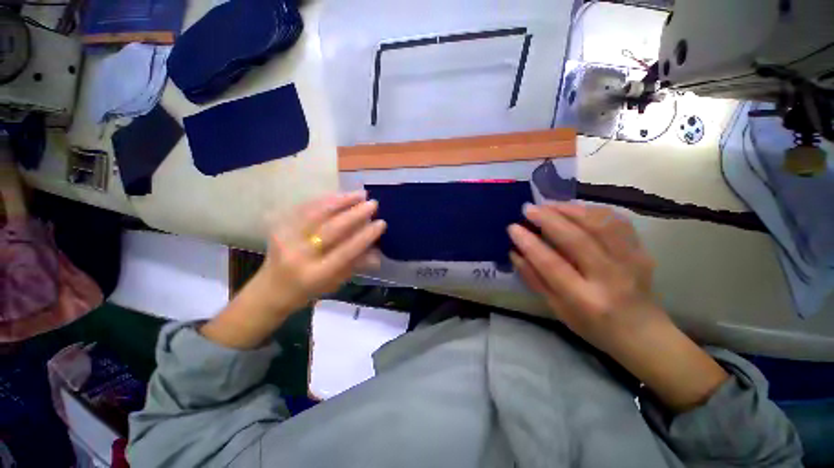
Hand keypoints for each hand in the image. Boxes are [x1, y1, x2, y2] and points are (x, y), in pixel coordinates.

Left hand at [259, 190, 385, 309]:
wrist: (270, 289)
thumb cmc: (308, 291)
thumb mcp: (335, 282)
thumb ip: (356, 265)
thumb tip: (377, 251)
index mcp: (316, 274)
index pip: (346, 251)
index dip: (365, 236)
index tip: (381, 222)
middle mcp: (299, 255)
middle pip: (331, 229)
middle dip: (355, 214)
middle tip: (373, 203)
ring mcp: (286, 238)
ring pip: (317, 214)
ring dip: (341, 201)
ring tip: (359, 194)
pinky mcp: (279, 227)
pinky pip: (305, 208)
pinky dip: (325, 200)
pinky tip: (340, 195)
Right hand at [509, 202, 727, 411]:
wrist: (643, 334)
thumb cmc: (592, 325)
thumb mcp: (556, 308)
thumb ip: (534, 278)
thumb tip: (514, 252)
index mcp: (583, 299)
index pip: (551, 264)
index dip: (529, 243)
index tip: (513, 227)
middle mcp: (609, 278)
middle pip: (577, 239)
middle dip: (548, 219)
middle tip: (528, 208)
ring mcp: (631, 262)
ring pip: (600, 224)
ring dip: (570, 209)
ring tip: (549, 205)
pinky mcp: (642, 251)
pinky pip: (618, 221)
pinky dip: (593, 210)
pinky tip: (576, 209)